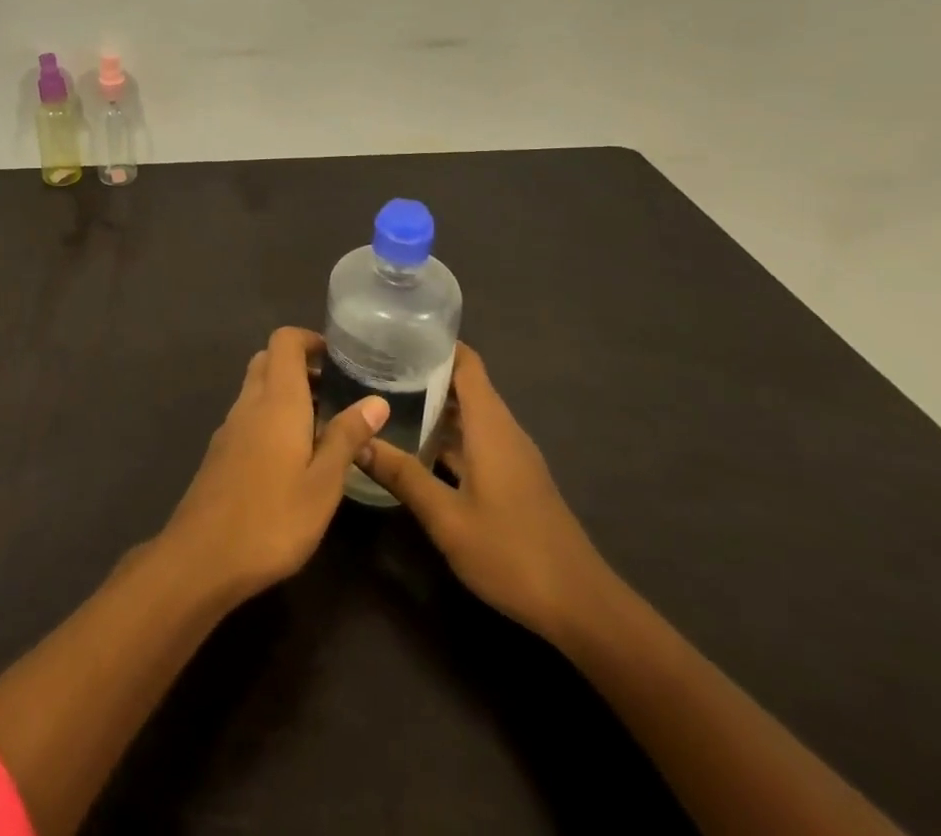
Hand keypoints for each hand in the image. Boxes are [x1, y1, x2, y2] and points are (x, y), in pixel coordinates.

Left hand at [160, 327, 388, 601]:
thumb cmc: (273, 518)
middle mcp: (249, 402)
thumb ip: (347, 437)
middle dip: (300, 365)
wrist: (202, 557)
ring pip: (257, 388)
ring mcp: (230, 427)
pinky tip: (292, 455)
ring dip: (286, 392)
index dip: (310, 339)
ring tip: (323, 424)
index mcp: (276, 399)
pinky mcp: (220, 452)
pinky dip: (271, 416)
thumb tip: (377, 400)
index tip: (340, 358)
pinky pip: (249, 415)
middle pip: (268, 360)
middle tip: (335, 390)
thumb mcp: (324, 483)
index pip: (284, 340)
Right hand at [359, 342, 605, 641]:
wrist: (580, 607)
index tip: (396, 334)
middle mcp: (503, 432)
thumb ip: (403, 476)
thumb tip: (359, 441)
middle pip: (465, 385)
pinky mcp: (513, 480)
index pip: (467, 363)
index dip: (436, 343)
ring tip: (387, 399)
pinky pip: (476, 440)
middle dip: (425, 372)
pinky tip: (417, 447)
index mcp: (491, 427)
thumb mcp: (447, 518)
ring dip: (435, 405)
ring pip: (470, 416)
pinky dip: (447, 434)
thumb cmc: (512, 553)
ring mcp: (511, 457)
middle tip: (376, 366)